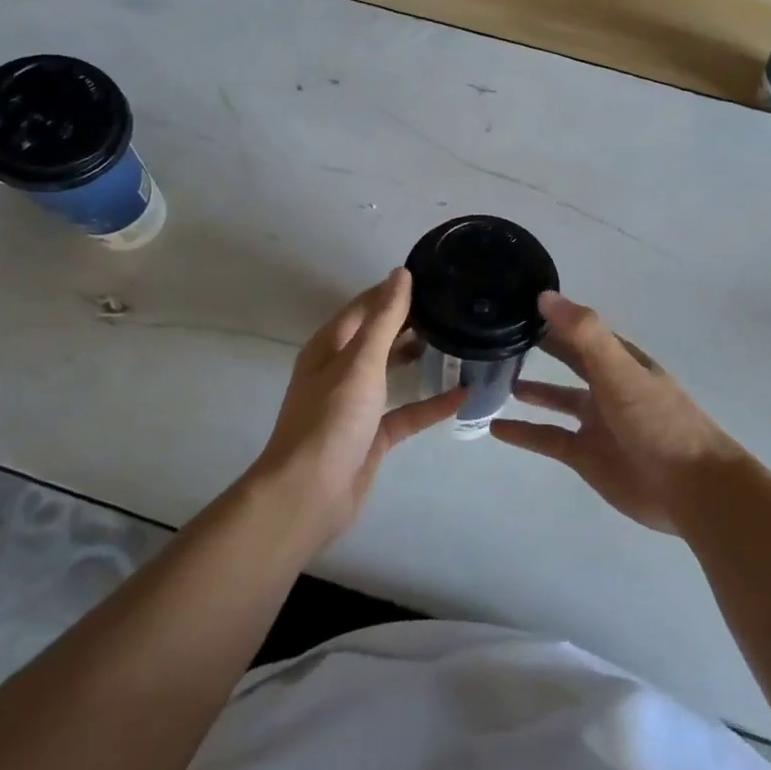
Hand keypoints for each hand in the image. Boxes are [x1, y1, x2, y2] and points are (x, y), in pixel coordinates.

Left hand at [251, 268, 462, 550]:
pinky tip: (462, 395)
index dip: (393, 290)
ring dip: (419, 358)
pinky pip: (405, 412)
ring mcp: (356, 404)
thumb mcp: (360, 362)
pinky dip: (430, 404)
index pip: (365, 305)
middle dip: (411, 321)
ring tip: (458, 341)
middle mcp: (341, 370)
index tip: (432, 277)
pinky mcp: (371, 435)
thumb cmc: (331, 420)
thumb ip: (384, 319)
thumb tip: (400, 274)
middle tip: (453, 308)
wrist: (308, 495)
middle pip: (379, 336)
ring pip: (391, 372)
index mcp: (330, 346)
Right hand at [491, 291, 742, 533]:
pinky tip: (496, 428)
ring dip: (531, 391)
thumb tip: (544, 296)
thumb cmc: (657, 420)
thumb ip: (584, 333)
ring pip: (556, 401)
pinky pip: (547, 439)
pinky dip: (523, 433)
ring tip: (495, 380)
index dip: (553, 317)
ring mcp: (596, 423)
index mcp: (619, 360)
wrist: (690, 488)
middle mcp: (607, 386)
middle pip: (568, 361)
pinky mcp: (586, 456)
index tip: (516, 304)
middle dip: (541, 348)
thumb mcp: (620, 369)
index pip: (580, 330)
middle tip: (499, 336)